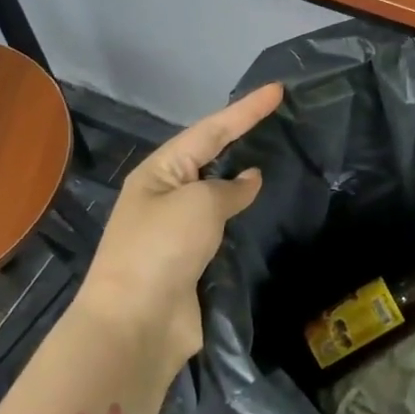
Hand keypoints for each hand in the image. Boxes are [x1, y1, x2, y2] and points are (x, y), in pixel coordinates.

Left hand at [77, 82, 283, 373]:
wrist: (136, 323)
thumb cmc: (162, 249)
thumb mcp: (199, 204)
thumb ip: (229, 188)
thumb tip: (249, 180)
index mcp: (159, 173)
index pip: (210, 130)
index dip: (246, 110)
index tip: (278, 90)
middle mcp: (166, 196)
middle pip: (210, 156)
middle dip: (241, 136)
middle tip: (278, 118)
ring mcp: (178, 230)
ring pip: (218, 193)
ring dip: (243, 178)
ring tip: (277, 159)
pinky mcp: (192, 262)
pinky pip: (223, 227)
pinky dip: (243, 216)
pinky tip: (263, 210)